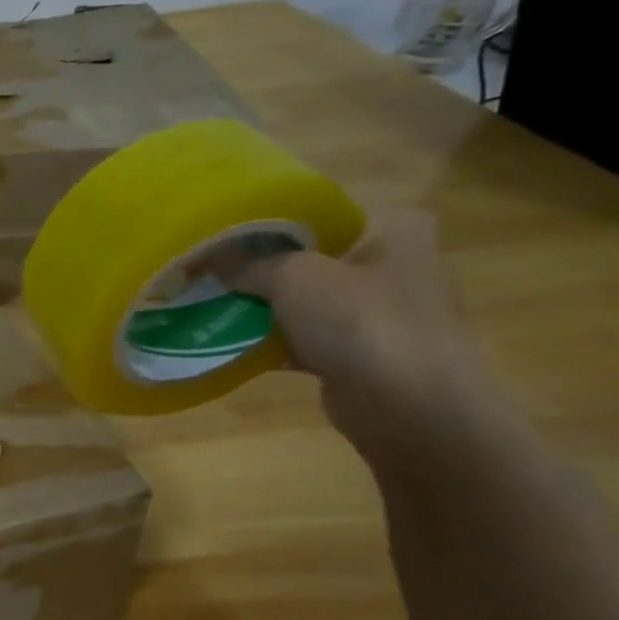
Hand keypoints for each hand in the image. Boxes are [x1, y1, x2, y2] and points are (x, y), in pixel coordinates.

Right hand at [219, 209, 495, 453]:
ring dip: (264, 309)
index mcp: (394, 232)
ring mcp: (379, 316)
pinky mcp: (360, 357)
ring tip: (210, 306)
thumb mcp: (293, 275)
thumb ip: (249, 263)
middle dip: (263, 269)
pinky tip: (230, 344)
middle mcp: (394, 268)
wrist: (408, 405)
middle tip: (212, 271)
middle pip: (311, 259)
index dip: (279, 222)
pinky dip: (273, 344)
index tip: (233, 235)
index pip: (327, 214)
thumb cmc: (361, 320)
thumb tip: (210, 258)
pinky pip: (304, 342)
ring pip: (305, 304)